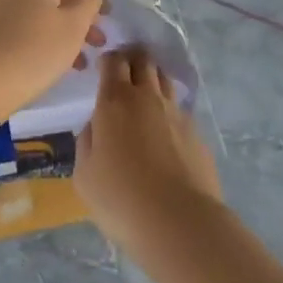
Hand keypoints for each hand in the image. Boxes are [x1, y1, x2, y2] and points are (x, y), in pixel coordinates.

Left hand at [0, 0, 103, 122]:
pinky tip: (42, 64)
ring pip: (36, 9)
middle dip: (78, 14)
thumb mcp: (73, 26)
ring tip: (75, 63)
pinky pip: (17, 22)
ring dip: (59, 29)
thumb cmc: (31, 53)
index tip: (105, 20)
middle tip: (95, 44)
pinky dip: (35, 36)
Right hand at [76, 50, 221, 253]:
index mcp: (115, 100)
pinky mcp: (197, 134)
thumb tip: (96, 126)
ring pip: (165, 80)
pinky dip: (170, 113)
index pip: (113, 61)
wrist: (180, 223)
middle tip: (124, 74)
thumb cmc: (121, 198)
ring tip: (146, 99)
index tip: (103, 69)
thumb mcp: (84, 174)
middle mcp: (147, 97)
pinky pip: (180, 111)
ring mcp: (177, 113)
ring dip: (153, 81)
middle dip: (132, 60)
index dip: (108, 60)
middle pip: (143, 61)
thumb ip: (87, 141)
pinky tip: (166, 135)